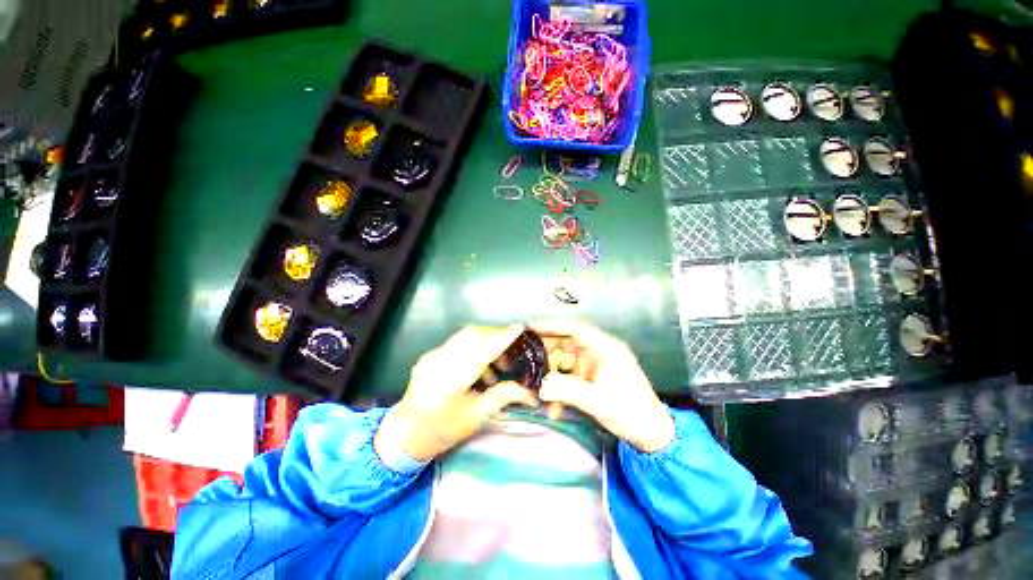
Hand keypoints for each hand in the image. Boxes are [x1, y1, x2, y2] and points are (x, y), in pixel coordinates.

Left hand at [375, 325, 538, 461]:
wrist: (404, 434)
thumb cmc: (443, 430)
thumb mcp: (476, 417)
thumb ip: (503, 396)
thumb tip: (530, 392)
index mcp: (451, 380)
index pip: (482, 350)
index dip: (502, 338)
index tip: (520, 328)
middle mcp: (440, 361)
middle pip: (473, 335)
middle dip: (497, 335)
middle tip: (513, 350)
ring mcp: (432, 355)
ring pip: (465, 336)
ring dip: (486, 341)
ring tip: (500, 364)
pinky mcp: (430, 355)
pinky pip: (457, 342)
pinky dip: (474, 347)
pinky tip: (482, 368)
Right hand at [531, 320, 674, 452]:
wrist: (652, 434)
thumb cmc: (629, 411)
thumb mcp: (596, 400)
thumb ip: (566, 390)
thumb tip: (541, 387)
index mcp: (606, 348)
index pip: (575, 329)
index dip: (552, 326)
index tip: (532, 329)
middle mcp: (600, 352)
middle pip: (567, 345)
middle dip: (548, 358)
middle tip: (529, 367)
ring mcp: (597, 365)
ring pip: (567, 364)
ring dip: (554, 380)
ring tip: (542, 398)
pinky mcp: (595, 378)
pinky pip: (572, 378)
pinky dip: (562, 389)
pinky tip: (555, 408)